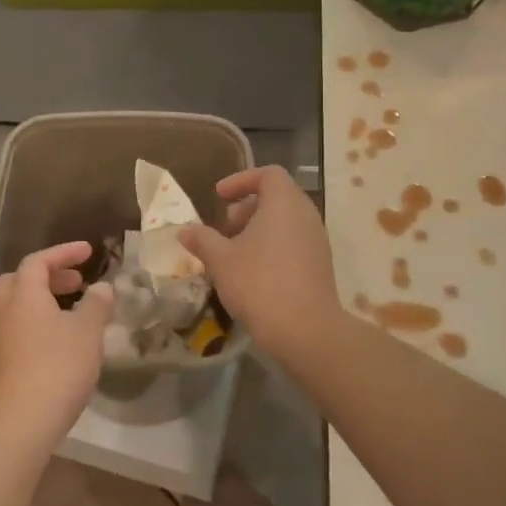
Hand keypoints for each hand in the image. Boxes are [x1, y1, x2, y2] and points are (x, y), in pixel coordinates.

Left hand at [0, 241, 111, 461]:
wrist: (17, 424)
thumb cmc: (56, 368)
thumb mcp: (86, 333)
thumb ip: (96, 305)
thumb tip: (102, 288)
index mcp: (23, 295)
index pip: (39, 260)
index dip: (64, 252)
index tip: (88, 251)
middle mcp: (4, 311)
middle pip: (20, 280)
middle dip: (49, 276)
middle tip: (77, 282)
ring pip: (18, 307)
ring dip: (43, 301)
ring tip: (74, 313)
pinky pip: (18, 330)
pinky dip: (38, 324)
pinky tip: (60, 344)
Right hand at [181, 166, 341, 362]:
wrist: (305, 330)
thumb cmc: (259, 283)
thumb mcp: (221, 259)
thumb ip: (202, 239)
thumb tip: (184, 230)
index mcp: (284, 203)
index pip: (268, 174)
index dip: (241, 180)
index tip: (219, 197)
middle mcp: (306, 215)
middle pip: (277, 197)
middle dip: (246, 208)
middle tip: (223, 229)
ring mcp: (317, 241)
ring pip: (285, 222)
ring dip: (257, 230)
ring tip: (233, 253)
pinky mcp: (320, 266)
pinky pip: (293, 243)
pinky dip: (272, 246)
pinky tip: (251, 273)